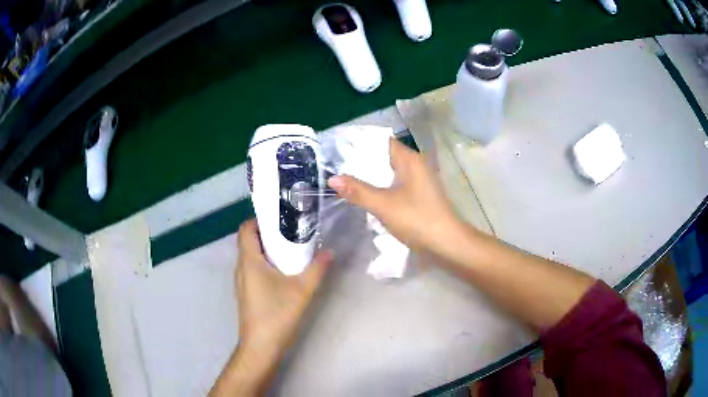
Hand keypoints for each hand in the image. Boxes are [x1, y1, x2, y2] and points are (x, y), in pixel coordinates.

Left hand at [235, 219, 332, 356]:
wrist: (261, 345)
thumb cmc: (276, 313)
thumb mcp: (302, 290)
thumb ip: (317, 269)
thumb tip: (330, 251)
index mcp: (249, 261)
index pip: (245, 229)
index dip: (259, 219)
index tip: (280, 218)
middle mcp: (241, 267)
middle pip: (249, 241)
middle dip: (268, 233)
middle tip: (291, 231)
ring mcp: (242, 281)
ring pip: (251, 256)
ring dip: (268, 249)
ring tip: (291, 249)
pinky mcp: (247, 292)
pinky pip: (253, 269)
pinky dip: (266, 264)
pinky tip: (284, 272)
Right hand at [328, 138, 463, 255]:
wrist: (447, 243)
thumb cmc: (417, 219)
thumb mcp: (384, 205)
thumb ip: (358, 191)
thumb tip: (332, 178)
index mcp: (410, 160)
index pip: (382, 142)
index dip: (360, 144)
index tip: (338, 149)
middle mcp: (416, 165)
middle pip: (384, 156)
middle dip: (362, 161)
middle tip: (336, 165)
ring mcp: (418, 180)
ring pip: (389, 172)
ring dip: (371, 175)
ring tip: (345, 178)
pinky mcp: (419, 194)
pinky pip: (395, 184)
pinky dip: (381, 186)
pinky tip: (366, 194)